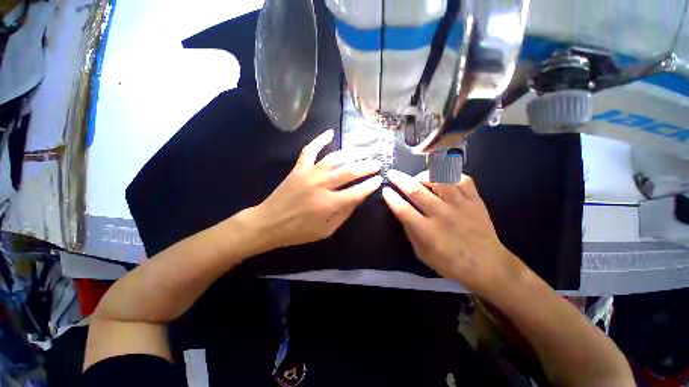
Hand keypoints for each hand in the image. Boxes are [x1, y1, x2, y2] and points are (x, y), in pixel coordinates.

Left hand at [250, 129, 381, 249]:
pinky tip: (330, 132)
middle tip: (377, 163)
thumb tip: (358, 198)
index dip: (370, 185)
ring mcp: (309, 173)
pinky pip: (310, 150)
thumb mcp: (326, 230)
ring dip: (351, 153)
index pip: (356, 191)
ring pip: (334, 158)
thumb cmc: (299, 231)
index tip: (379, 179)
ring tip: (363, 151)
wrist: (269, 223)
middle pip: (349, 171)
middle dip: (366, 166)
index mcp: (329, 204)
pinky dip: (320, 140)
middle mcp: (321, 185)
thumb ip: (344, 213)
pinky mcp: (299, 168)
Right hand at [382, 169, 521, 293]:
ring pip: (439, 179)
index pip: (403, 209)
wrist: (488, 265)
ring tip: (419, 178)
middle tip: (392, 173)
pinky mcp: (475, 200)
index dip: (391, 198)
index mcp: (427, 231)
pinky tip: (444, 180)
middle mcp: (442, 214)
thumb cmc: (451, 263)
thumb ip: (410, 233)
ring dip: (424, 176)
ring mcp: (460, 205)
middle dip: (400, 179)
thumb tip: (401, 213)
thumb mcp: (423, 254)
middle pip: (416, 190)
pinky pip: (462, 179)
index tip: (385, 190)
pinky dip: (450, 175)